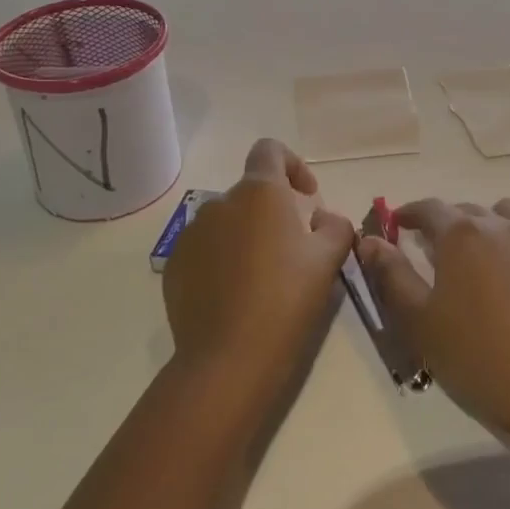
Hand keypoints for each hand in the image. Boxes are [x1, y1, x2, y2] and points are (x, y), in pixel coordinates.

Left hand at [162, 139, 354, 402]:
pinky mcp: (174, 266)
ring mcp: (191, 235)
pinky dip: (222, 261)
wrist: (229, 358)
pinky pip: (204, 250)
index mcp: (259, 193)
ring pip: (227, 223)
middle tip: (294, 250)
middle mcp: (219, 203)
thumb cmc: (287, 299)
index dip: (292, 164)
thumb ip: (335, 226)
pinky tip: (236, 296)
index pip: (269, 150)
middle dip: (273, 212)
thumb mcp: (329, 259)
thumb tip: (322, 219)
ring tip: (263, 278)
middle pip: (250, 193)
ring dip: (247, 236)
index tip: (307, 197)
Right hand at [357, 198, 509, 440]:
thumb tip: (370, 240)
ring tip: (480, 256)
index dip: (408, 214)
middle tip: (433, 251)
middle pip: (466, 211)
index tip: (397, 225)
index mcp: (460, 234)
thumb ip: (392, 275)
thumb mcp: (420, 323)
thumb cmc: (480, 358)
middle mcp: (500, 224)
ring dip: (486, 226)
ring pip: (506, 215)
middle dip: (445, 224)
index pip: (428, 208)